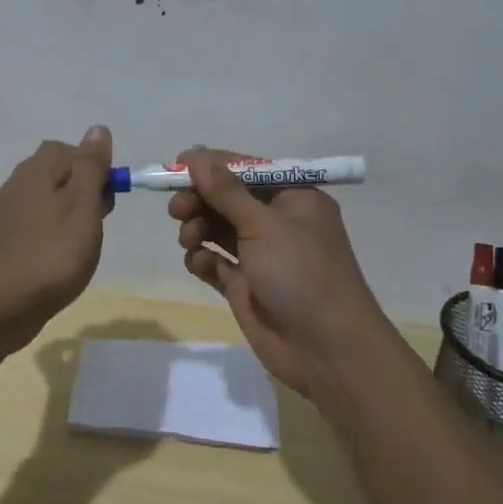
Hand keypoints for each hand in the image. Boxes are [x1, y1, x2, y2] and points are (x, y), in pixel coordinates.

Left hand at [0, 126, 113, 346]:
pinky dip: (45, 237)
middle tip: (96, 224)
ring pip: (45, 200)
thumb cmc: (52, 255)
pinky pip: (32, 228)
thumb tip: (97, 129)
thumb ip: (91, 167)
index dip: (93, 168)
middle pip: (57, 173)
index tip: (106, 199)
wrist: (1, 308)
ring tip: (78, 245)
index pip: (69, 149)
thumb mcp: (83, 207)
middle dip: (82, 192)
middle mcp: (17, 185)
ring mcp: (7, 215)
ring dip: (65, 215)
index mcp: (37, 171)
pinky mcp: (4, 242)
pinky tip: (51, 257)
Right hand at [169, 147, 395, 398]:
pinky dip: (202, 259)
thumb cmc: (301, 273)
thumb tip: (194, 154)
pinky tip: (200, 264)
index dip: (212, 166)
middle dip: (200, 200)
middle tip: (177, 210)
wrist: (326, 349)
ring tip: (190, 240)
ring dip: (198, 228)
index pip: (246, 170)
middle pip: (227, 199)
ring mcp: (261, 255)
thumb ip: (225, 191)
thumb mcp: (263, 225)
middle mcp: (277, 222)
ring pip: (217, 229)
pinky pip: (214, 261)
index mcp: (294, 198)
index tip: (176, 166)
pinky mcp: (245, 285)